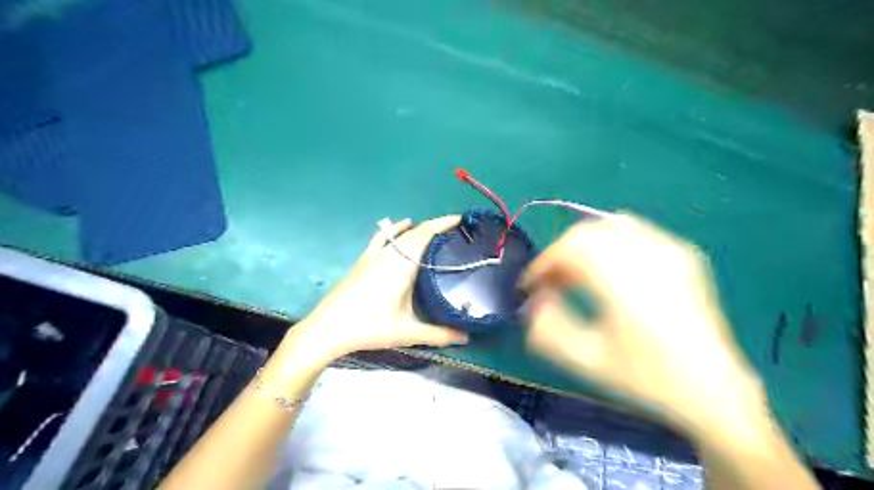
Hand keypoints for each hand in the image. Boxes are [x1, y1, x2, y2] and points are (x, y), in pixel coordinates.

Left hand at [283, 215, 467, 363]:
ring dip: (418, 229)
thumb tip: (466, 337)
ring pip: (400, 234)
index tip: (461, 219)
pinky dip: (395, 230)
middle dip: (436, 226)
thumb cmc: (370, 327)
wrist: (328, 328)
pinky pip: (382, 238)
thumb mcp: (408, 332)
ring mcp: (373, 255)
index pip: (426, 233)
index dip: (444, 223)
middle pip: (415, 231)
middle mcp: (389, 254)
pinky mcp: (363, 260)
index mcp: (402, 264)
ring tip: (434, 232)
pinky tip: (400, 227)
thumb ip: (439, 334)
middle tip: (455, 232)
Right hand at [522, 215, 761, 431]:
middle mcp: (649, 256)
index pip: (570, 249)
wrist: (713, 388)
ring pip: (608, 226)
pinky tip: (606, 265)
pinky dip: (607, 241)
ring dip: (582, 246)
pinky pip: (633, 230)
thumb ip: (547, 329)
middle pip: (587, 233)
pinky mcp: (681, 252)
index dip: (543, 264)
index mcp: (627, 282)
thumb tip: (534, 300)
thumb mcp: (587, 361)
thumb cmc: (646, 377)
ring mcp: (670, 250)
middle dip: (560, 254)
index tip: (530, 286)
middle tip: (550, 283)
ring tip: (575, 275)